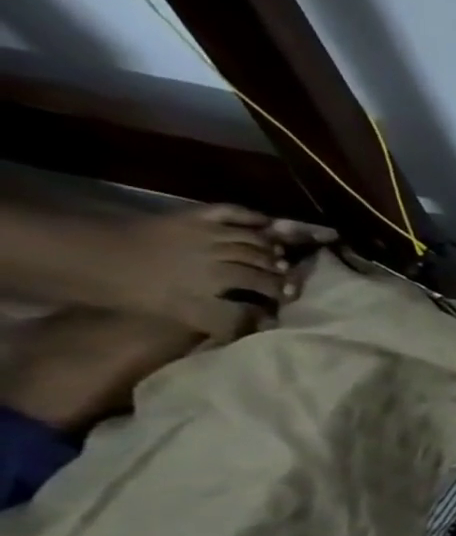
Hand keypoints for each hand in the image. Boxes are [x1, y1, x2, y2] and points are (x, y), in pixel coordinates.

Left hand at [94, 205, 334, 335]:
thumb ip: (226, 320)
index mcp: (218, 278)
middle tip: (293, 284)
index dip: (280, 296)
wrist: (82, 256)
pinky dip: (252, 216)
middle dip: (282, 273)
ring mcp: (205, 231)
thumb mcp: (180, 314)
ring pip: (254, 238)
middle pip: (264, 261)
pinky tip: (267, 223)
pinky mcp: (191, 217)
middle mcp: (218, 251)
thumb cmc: (131, 290)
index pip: (265, 285)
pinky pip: (230, 211)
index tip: (289, 305)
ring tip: (283, 259)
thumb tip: (268, 323)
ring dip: (273, 249)